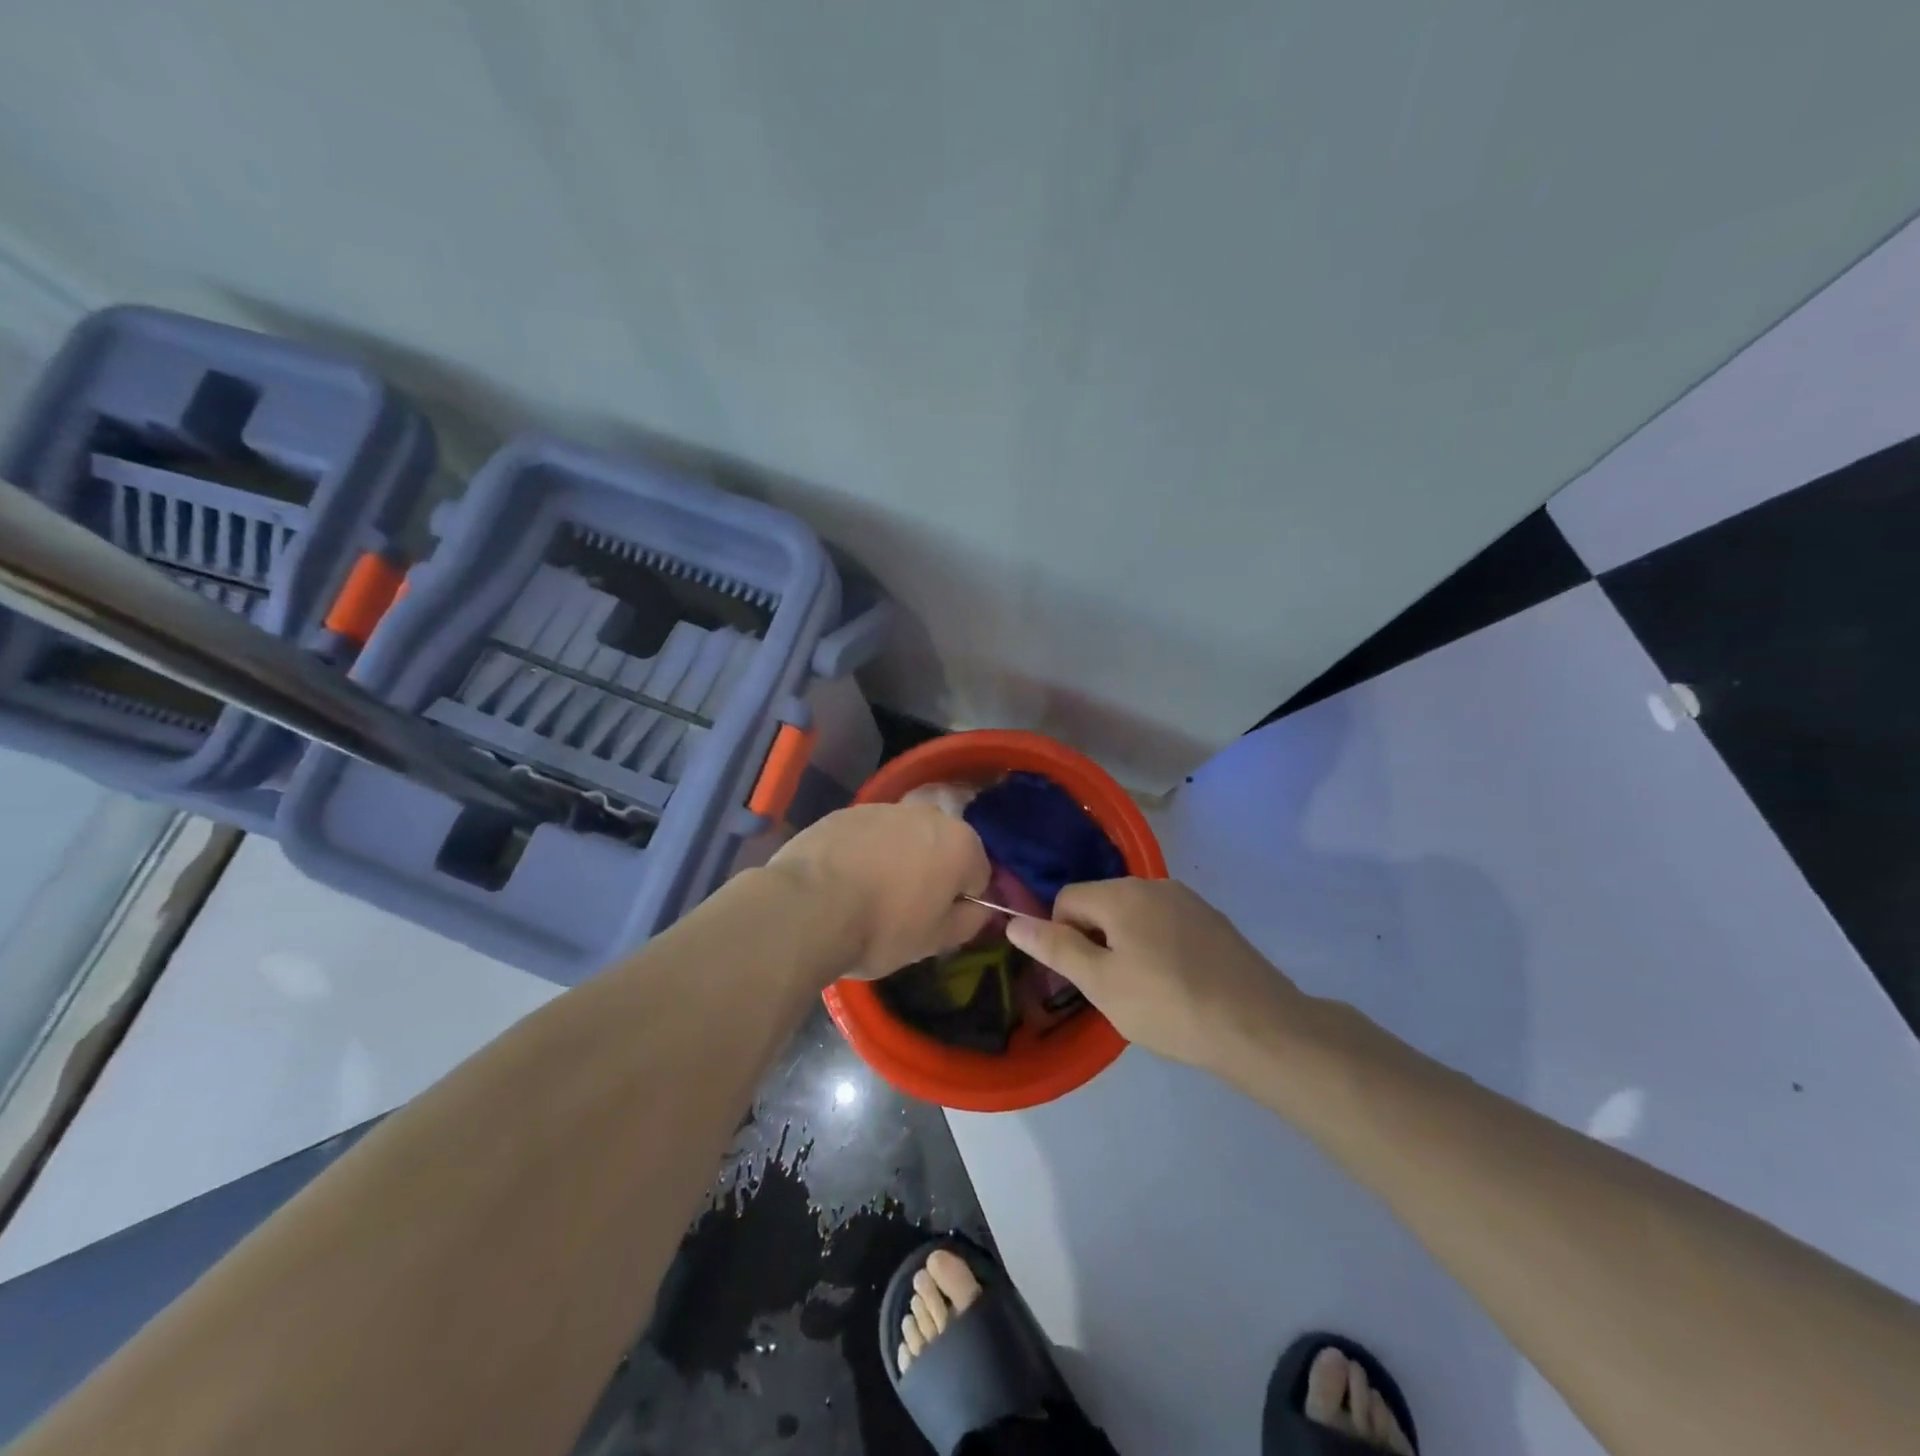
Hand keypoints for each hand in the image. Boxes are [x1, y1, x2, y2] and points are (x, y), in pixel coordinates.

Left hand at [767, 803, 990, 978]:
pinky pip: (867, 834)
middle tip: (904, 909)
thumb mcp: (935, 941)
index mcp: (960, 844)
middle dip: (931, 872)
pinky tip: (842, 880)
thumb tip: (980, 907)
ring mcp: (883, 808)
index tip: (936, 922)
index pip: (978, 874)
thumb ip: (970, 920)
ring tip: (868, 895)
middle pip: (941, 847)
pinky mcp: (845, 812)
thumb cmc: (882, 928)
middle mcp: (928, 814)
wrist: (807, 908)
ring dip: (897, 859)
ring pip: (903, 837)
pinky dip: (863, 852)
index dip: (960, 902)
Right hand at [1005, 878, 1306, 1072]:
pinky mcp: (1214, 920)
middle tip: (1112, 988)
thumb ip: (1056, 948)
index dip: (1062, 937)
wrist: (1258, 1027)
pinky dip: (1159, 947)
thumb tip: (1013, 922)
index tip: (1082, 977)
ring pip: (1135, 916)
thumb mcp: (1101, 983)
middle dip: (1095, 940)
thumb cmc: (1168, 1005)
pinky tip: (1178, 984)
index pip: (1067, 899)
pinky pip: (1167, 925)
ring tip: (1147, 990)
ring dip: (1127, 944)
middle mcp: (1154, 884)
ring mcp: (1189, 900)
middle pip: (1101, 904)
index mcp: (1122, 893)